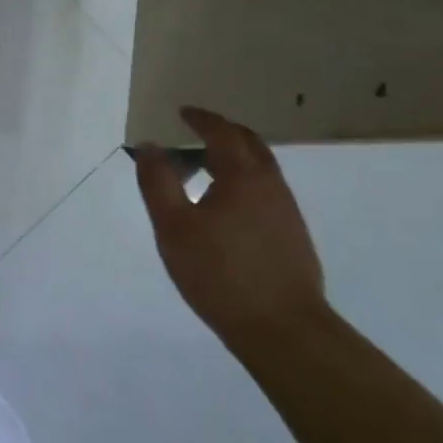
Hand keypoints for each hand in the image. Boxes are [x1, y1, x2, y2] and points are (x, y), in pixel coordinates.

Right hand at [133, 106, 326, 354]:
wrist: (285, 331)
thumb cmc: (221, 273)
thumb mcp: (174, 226)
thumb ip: (158, 182)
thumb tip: (149, 146)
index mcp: (242, 175)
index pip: (222, 132)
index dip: (201, 119)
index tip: (183, 112)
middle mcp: (270, 185)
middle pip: (249, 144)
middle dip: (222, 132)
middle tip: (196, 132)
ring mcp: (286, 211)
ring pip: (261, 168)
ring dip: (234, 158)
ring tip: (204, 167)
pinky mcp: (293, 237)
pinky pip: (266, 191)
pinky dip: (244, 181)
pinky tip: (227, 206)